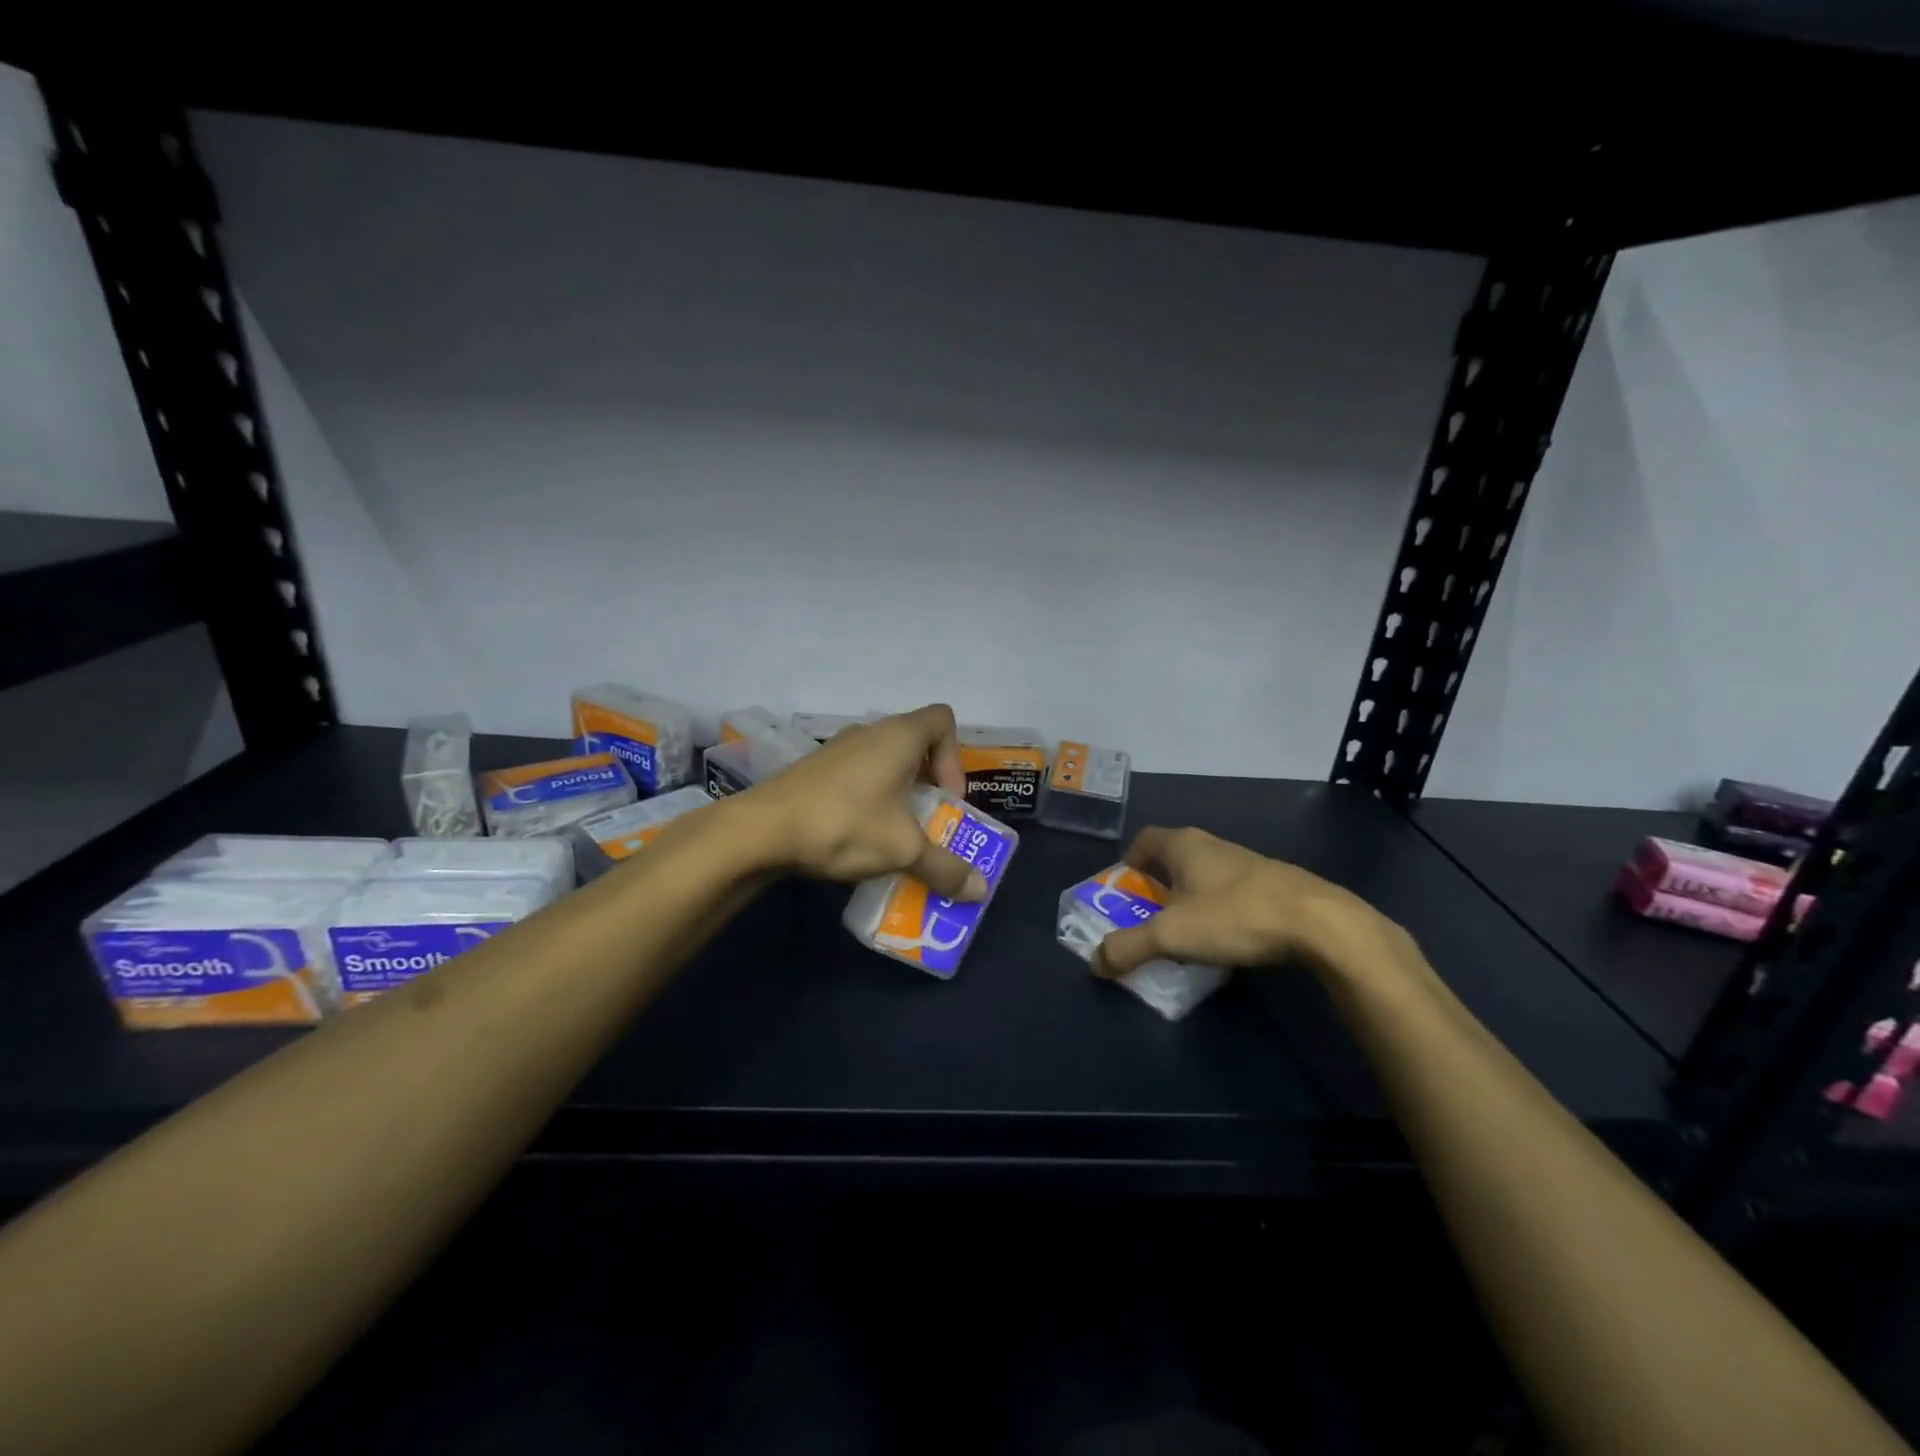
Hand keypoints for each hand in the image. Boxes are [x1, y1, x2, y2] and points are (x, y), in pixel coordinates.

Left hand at [743, 703, 987, 900]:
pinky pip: (856, 778)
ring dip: (898, 796)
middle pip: (915, 744)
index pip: (943, 720)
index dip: (955, 757)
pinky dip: (869, 801)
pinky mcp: (814, 771)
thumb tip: (980, 890)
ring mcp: (837, 750)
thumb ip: (945, 868)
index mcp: (898, 736)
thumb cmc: (845, 824)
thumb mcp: (903, 850)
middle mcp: (869, 733)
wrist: (761, 830)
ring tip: (897, 836)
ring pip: (883, 764)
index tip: (947, 797)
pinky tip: (860, 838)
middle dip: (929, 784)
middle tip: (930, 822)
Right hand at [1094, 826, 1400, 979]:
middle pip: (1173, 858)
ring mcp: (1246, 863)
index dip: (1129, 863)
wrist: (1319, 923)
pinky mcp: (1274, 884)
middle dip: (1157, 887)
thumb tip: (1095, 961)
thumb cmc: (1235, 916)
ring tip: (1187, 936)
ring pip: (1205, 876)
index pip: (1144, 840)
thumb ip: (1129, 947)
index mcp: (1183, 845)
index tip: (1124, 892)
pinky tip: (1228, 939)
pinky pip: (1232, 892)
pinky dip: (1220, 911)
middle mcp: (1213, 845)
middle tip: (1149, 920)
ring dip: (1190, 900)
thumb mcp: (1171, 935)